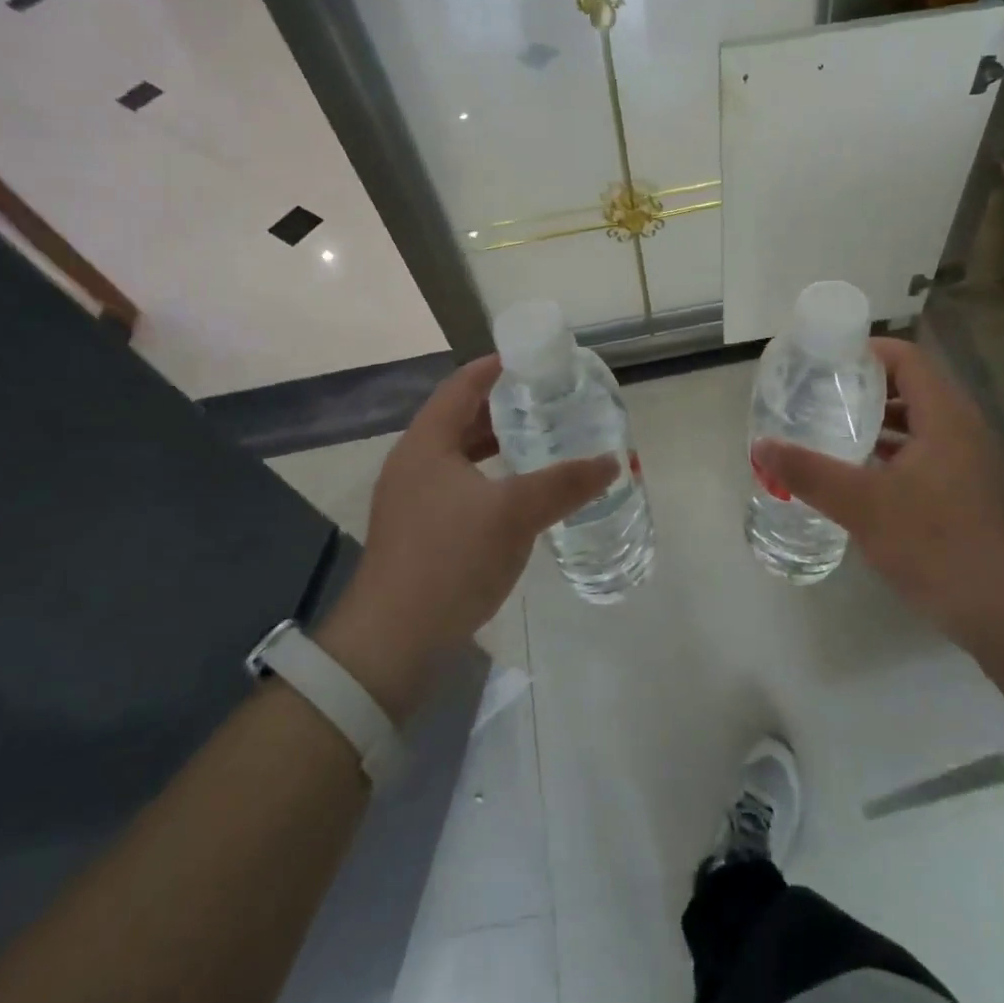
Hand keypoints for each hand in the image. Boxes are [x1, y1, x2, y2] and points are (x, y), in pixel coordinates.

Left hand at [315, 356, 613, 719]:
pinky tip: (519, 492)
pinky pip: (460, 484)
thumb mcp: (514, 514)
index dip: (499, 366)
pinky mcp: (419, 530)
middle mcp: (414, 462)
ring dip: (497, 443)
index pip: (463, 384)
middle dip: (504, 405)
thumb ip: (565, 483)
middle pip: (461, 416)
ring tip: (542, 438)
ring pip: (461, 454)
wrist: (391, 643)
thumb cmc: (449, 560)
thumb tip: (612, 461)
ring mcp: (412, 498)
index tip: (537, 359)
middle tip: (550, 399)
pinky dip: (490, 476)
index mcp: (427, 443)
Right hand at [752, 338, 1003, 644]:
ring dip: (876, 420)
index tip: (824, 361)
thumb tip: (760, 446)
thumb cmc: (935, 544)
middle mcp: (960, 428)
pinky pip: (922, 451)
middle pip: (910, 386)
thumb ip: (809, 473)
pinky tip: (857, 471)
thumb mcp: (862, 505)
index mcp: (944, 416)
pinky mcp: (963, 489)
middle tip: (818, 393)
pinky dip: (889, 450)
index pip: (907, 358)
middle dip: (864, 386)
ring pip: (916, 422)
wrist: (1002, 611)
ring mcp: (965, 460)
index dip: (866, 351)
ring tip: (830, 426)